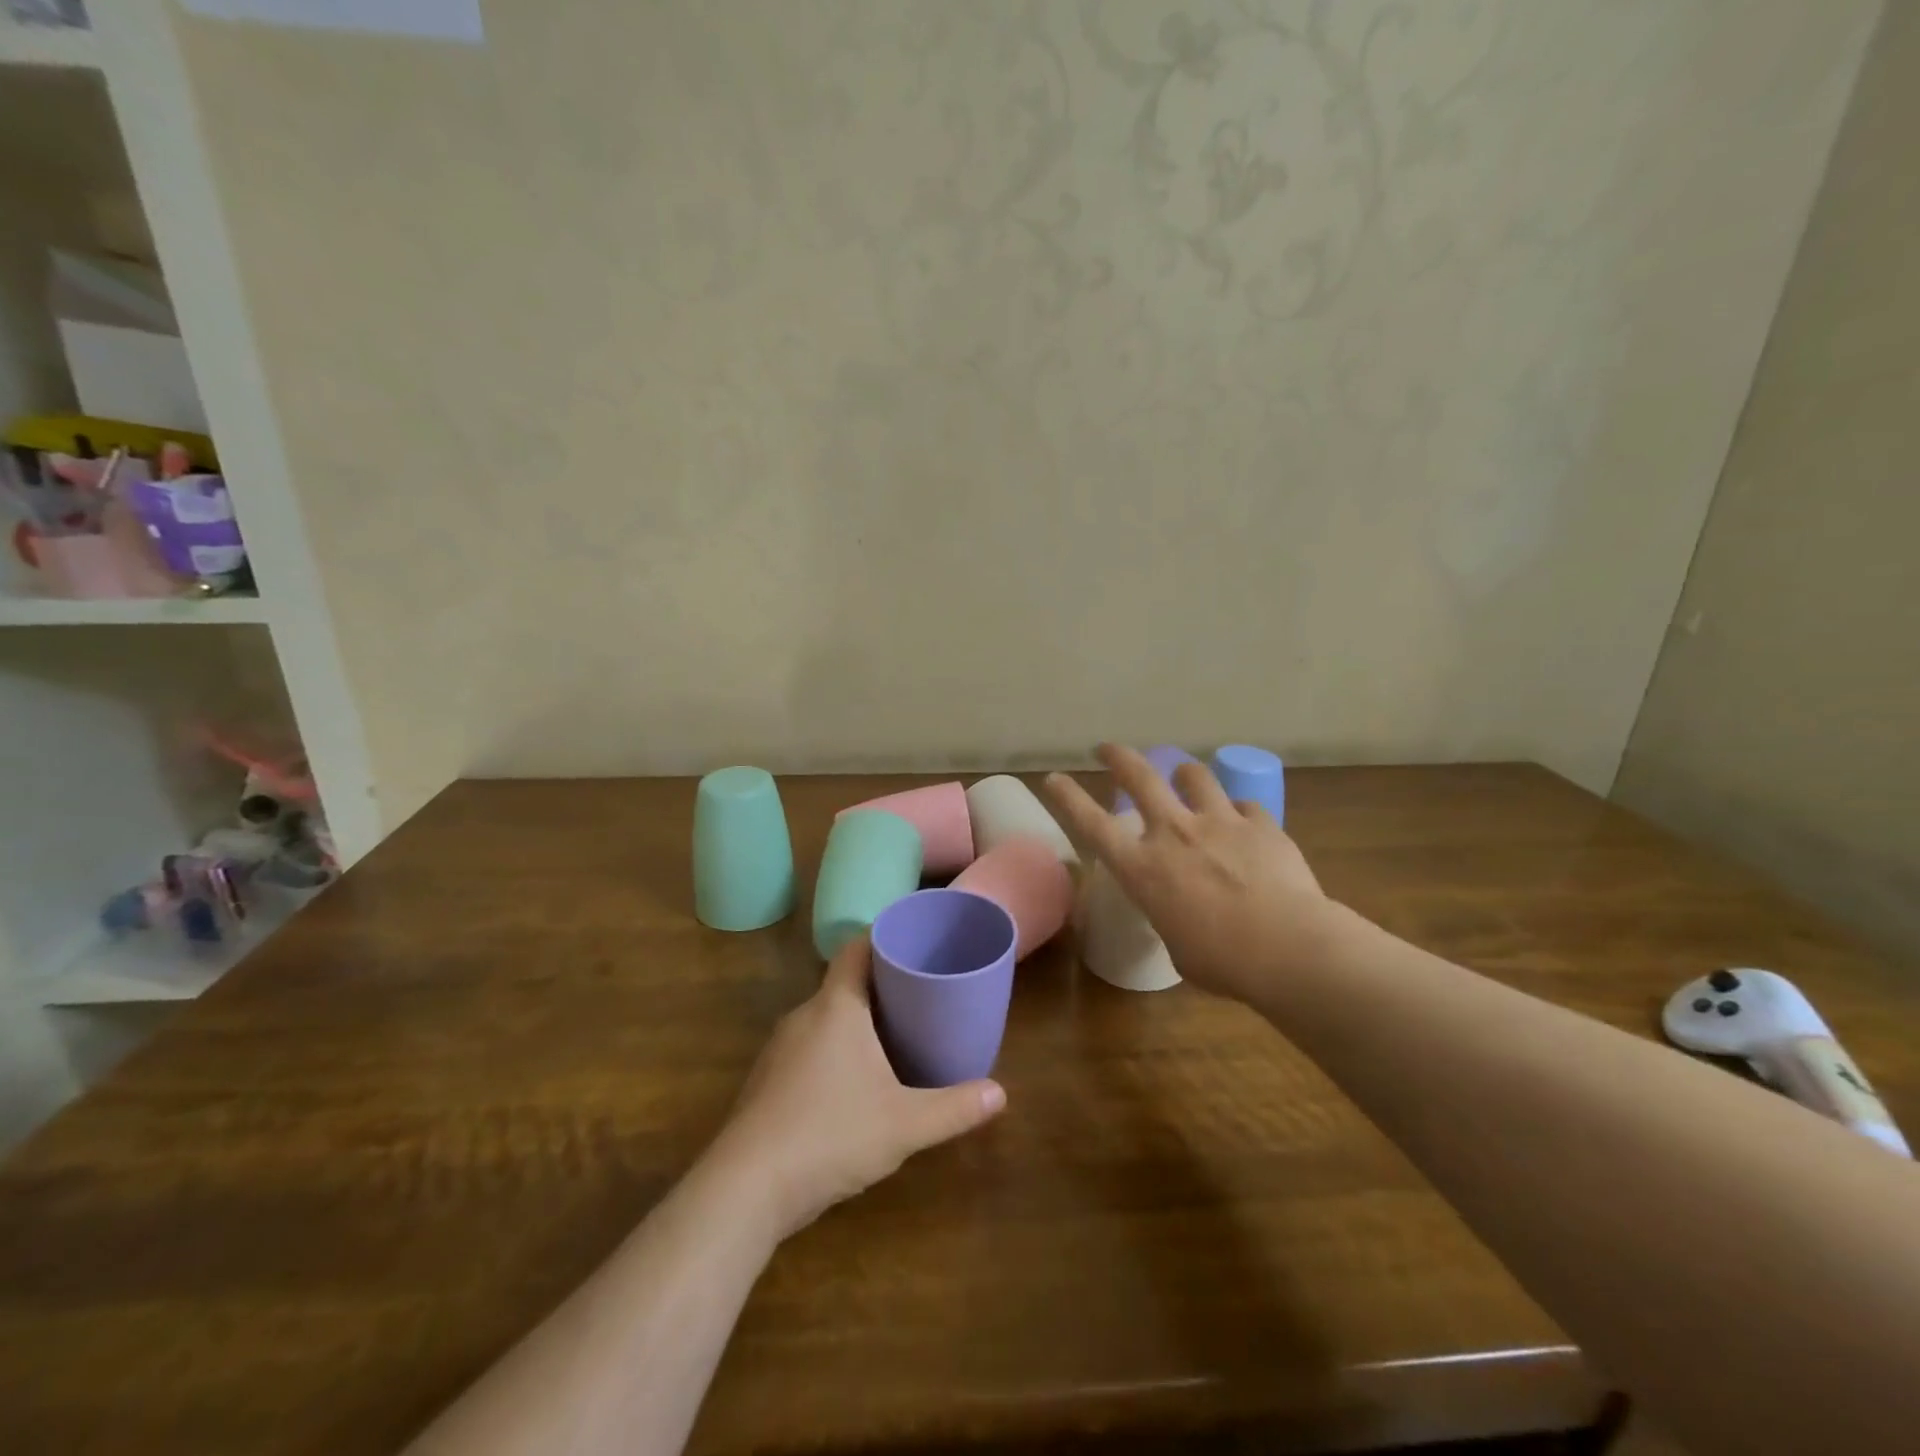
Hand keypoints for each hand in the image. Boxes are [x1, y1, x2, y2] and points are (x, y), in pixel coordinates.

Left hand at [706, 936, 1006, 1240]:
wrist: (745, 1189)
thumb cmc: (831, 1135)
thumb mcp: (904, 1124)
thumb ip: (954, 1108)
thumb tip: (1001, 1094)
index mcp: (836, 1007)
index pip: (856, 948)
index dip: (884, 936)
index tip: (914, 939)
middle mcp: (804, 1016)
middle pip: (844, 983)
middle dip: (881, 985)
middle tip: (920, 993)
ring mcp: (779, 1049)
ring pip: (825, 1018)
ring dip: (856, 1020)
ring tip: (894, 1035)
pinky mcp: (766, 1081)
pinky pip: (808, 1046)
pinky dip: (834, 1049)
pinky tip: (853, 1082)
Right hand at [1045, 744, 1335, 1003]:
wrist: (1290, 948)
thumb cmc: (1223, 962)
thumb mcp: (1176, 943)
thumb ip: (1170, 913)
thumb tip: (1180, 908)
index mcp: (1143, 868)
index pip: (1092, 823)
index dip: (1069, 797)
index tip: (1054, 777)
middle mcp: (1174, 833)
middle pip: (1139, 777)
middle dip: (1119, 757)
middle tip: (1108, 748)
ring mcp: (1219, 822)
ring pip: (1195, 776)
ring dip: (1184, 774)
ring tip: (1184, 777)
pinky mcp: (1261, 823)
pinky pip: (1244, 805)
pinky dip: (1238, 812)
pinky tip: (1245, 824)